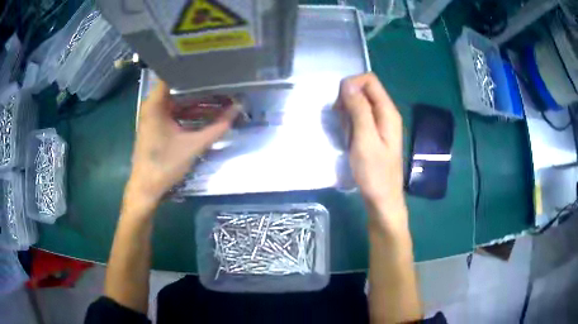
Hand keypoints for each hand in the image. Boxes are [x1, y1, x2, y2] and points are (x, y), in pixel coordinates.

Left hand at [125, 81, 237, 209]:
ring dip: (197, 102)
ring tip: (220, 97)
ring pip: (178, 101)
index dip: (193, 69)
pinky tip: (207, 114)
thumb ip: (217, 127)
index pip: (173, 74)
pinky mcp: (157, 126)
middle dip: (201, 87)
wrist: (147, 189)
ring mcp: (154, 116)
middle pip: (178, 88)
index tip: (213, 66)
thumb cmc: (165, 165)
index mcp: (156, 104)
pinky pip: (175, 113)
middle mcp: (153, 105)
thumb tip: (238, 109)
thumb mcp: (193, 145)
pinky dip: (189, 113)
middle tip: (223, 82)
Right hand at [336, 73, 406, 226]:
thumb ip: (359, 110)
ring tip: (343, 130)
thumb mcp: (364, 139)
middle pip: (365, 90)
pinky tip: (347, 136)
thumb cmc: (374, 173)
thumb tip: (348, 83)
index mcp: (388, 111)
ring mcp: (381, 124)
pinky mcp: (375, 134)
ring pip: (361, 103)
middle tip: (340, 119)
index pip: (370, 80)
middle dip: (348, 98)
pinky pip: (361, 117)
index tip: (340, 103)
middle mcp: (387, 113)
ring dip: (347, 111)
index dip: (352, 84)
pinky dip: (350, 121)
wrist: (382, 199)